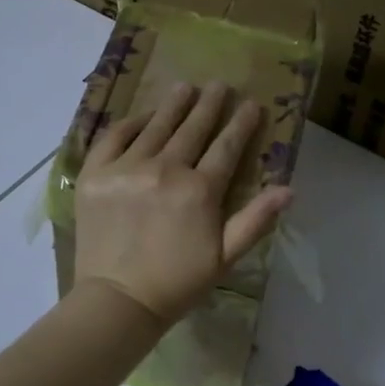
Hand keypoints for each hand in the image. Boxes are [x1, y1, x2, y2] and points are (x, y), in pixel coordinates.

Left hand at [72, 81, 293, 324]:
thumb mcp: (225, 258)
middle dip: (209, 105)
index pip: (226, 147)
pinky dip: (130, 123)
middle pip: (192, 129)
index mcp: (199, 191)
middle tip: (218, 85)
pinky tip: (142, 116)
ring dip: (173, 104)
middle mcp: (164, 170)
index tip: (251, 104)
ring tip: (184, 87)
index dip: (241, 124)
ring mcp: (126, 168)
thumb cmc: (177, 283)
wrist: (118, 300)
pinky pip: (114, 137)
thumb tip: (289, 189)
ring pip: (155, 126)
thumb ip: (255, 220)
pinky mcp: (95, 174)